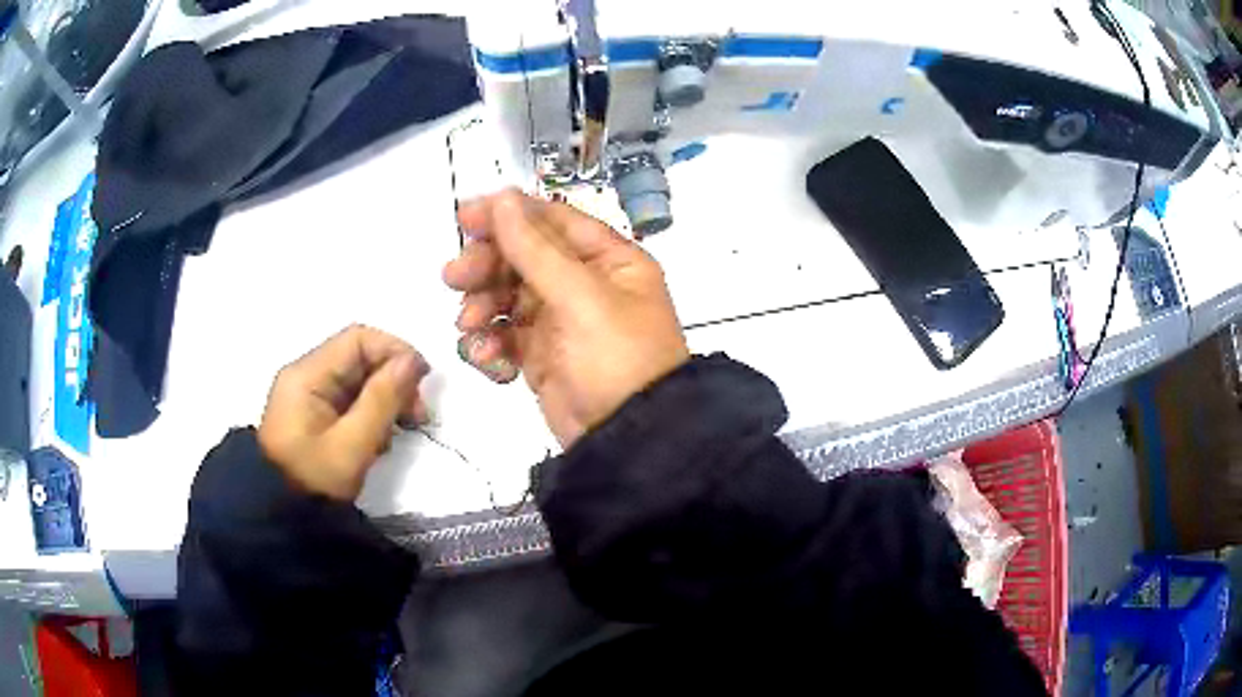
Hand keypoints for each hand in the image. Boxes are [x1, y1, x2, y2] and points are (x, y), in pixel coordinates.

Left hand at [258, 325, 429, 499]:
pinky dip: (370, 414)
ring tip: (398, 433)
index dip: (395, 352)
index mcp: (308, 375)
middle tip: (418, 416)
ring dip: (385, 400)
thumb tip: (412, 361)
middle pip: (359, 358)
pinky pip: (349, 400)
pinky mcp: (313, 414)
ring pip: (357, 380)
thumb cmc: (315, 481)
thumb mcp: (352, 445)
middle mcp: (306, 375)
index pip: (358, 339)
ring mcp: (308, 395)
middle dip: (393, 380)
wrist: (282, 518)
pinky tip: (378, 440)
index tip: (422, 384)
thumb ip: (382, 400)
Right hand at [443, 189, 688, 446]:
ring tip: (470, 325)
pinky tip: (487, 357)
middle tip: (455, 277)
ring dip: (482, 306)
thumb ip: (534, 248)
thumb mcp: (580, 296)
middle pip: (524, 257)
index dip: (508, 215)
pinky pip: (506, 335)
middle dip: (487, 266)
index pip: (553, 221)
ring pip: (508, 296)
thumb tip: (501, 198)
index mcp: (609, 260)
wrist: (627, 440)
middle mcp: (585, 283)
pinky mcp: (541, 355)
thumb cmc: (616, 358)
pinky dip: (491, 342)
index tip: (464, 217)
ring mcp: (561, 320)